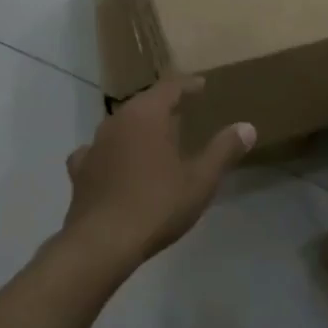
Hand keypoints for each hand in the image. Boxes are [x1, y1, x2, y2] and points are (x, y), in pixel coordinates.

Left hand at [61, 78, 254, 267]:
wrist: (102, 242)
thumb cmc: (157, 205)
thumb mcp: (200, 180)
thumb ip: (224, 150)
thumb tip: (247, 127)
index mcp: (147, 115)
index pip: (170, 87)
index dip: (188, 85)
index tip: (201, 85)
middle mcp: (117, 120)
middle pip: (143, 103)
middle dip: (164, 105)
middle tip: (183, 112)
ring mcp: (95, 144)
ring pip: (121, 125)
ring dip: (139, 127)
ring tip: (155, 138)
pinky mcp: (80, 170)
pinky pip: (99, 151)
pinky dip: (112, 152)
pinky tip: (116, 163)